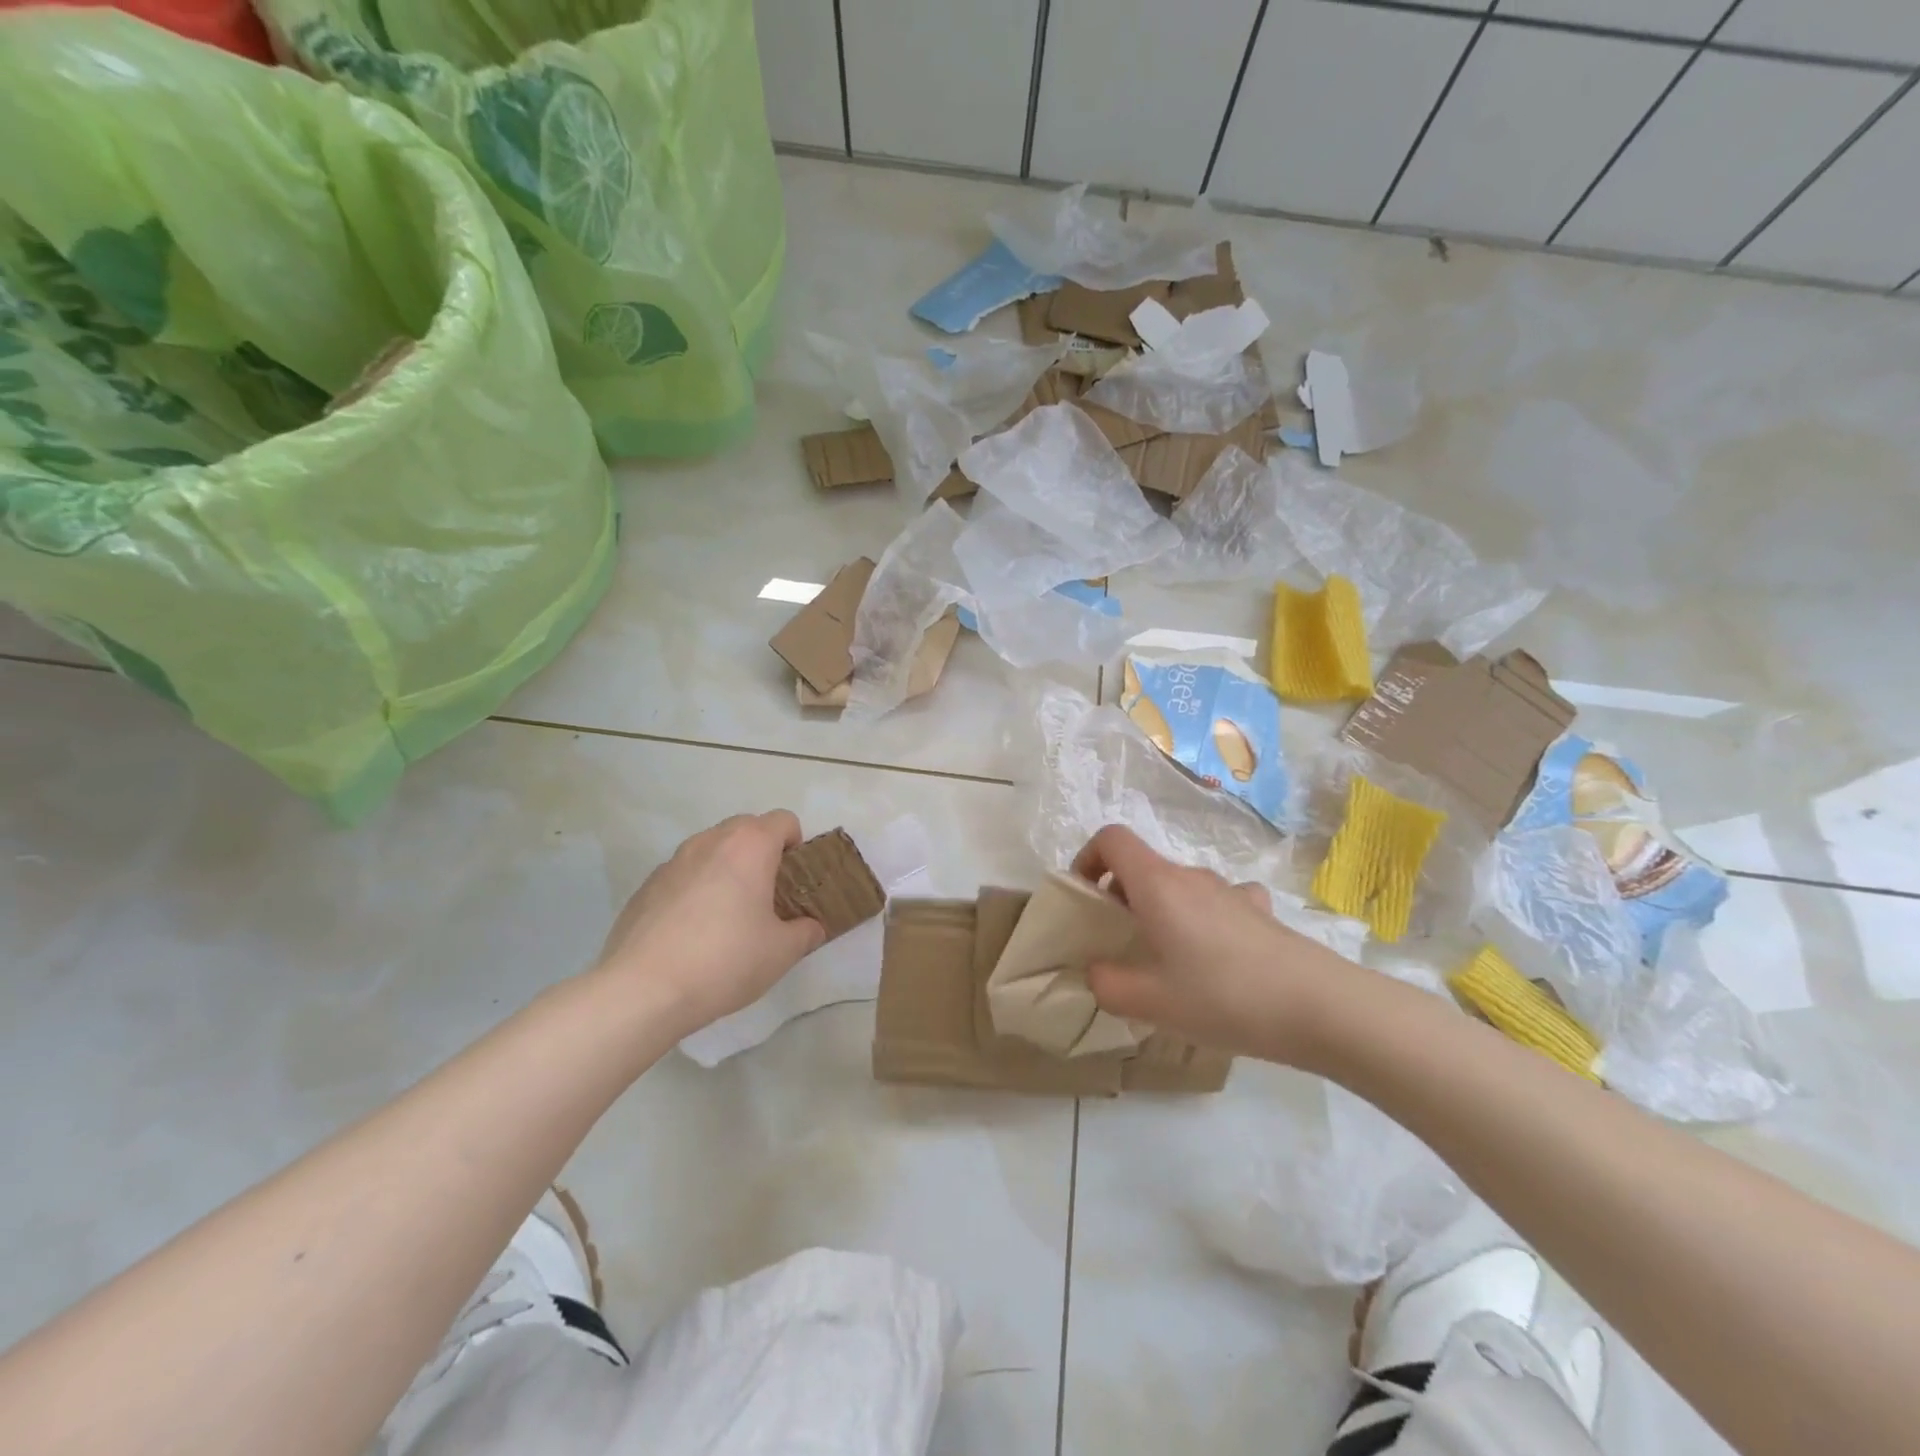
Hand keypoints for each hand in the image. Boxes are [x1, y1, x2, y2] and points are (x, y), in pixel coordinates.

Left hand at [592, 812, 826, 1035]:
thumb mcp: (782, 953)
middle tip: (767, 897)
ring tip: (727, 916)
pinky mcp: (646, 886)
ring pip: (711, 849)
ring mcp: (672, 861)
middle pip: (746, 828)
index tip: (795, 881)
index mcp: (749, 846)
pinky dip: (695, 890)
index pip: (784, 821)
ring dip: (726, 869)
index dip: (797, 845)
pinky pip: (683, 875)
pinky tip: (692, 934)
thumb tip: (809, 927)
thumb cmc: (724, 961)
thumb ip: (805, 932)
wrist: (642, 990)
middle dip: (762, 853)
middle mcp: (710, 841)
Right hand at [1072, 825, 1352, 1065]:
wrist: (1319, 1007)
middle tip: (1120, 944)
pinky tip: (1216, 954)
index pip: (1111, 839)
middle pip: (1143, 866)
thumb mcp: (1149, 1003)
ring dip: (1162, 911)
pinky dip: (1204, 918)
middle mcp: (1191, 876)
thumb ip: (1106, 984)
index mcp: (1157, 885)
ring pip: (1179, 887)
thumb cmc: (1222, 997)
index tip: (1085, 900)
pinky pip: (1219, 901)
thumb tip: (1097, 971)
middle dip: (1120, 897)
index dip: (1087, 859)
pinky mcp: (1260, 910)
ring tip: (1168, 959)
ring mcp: (1230, 890)